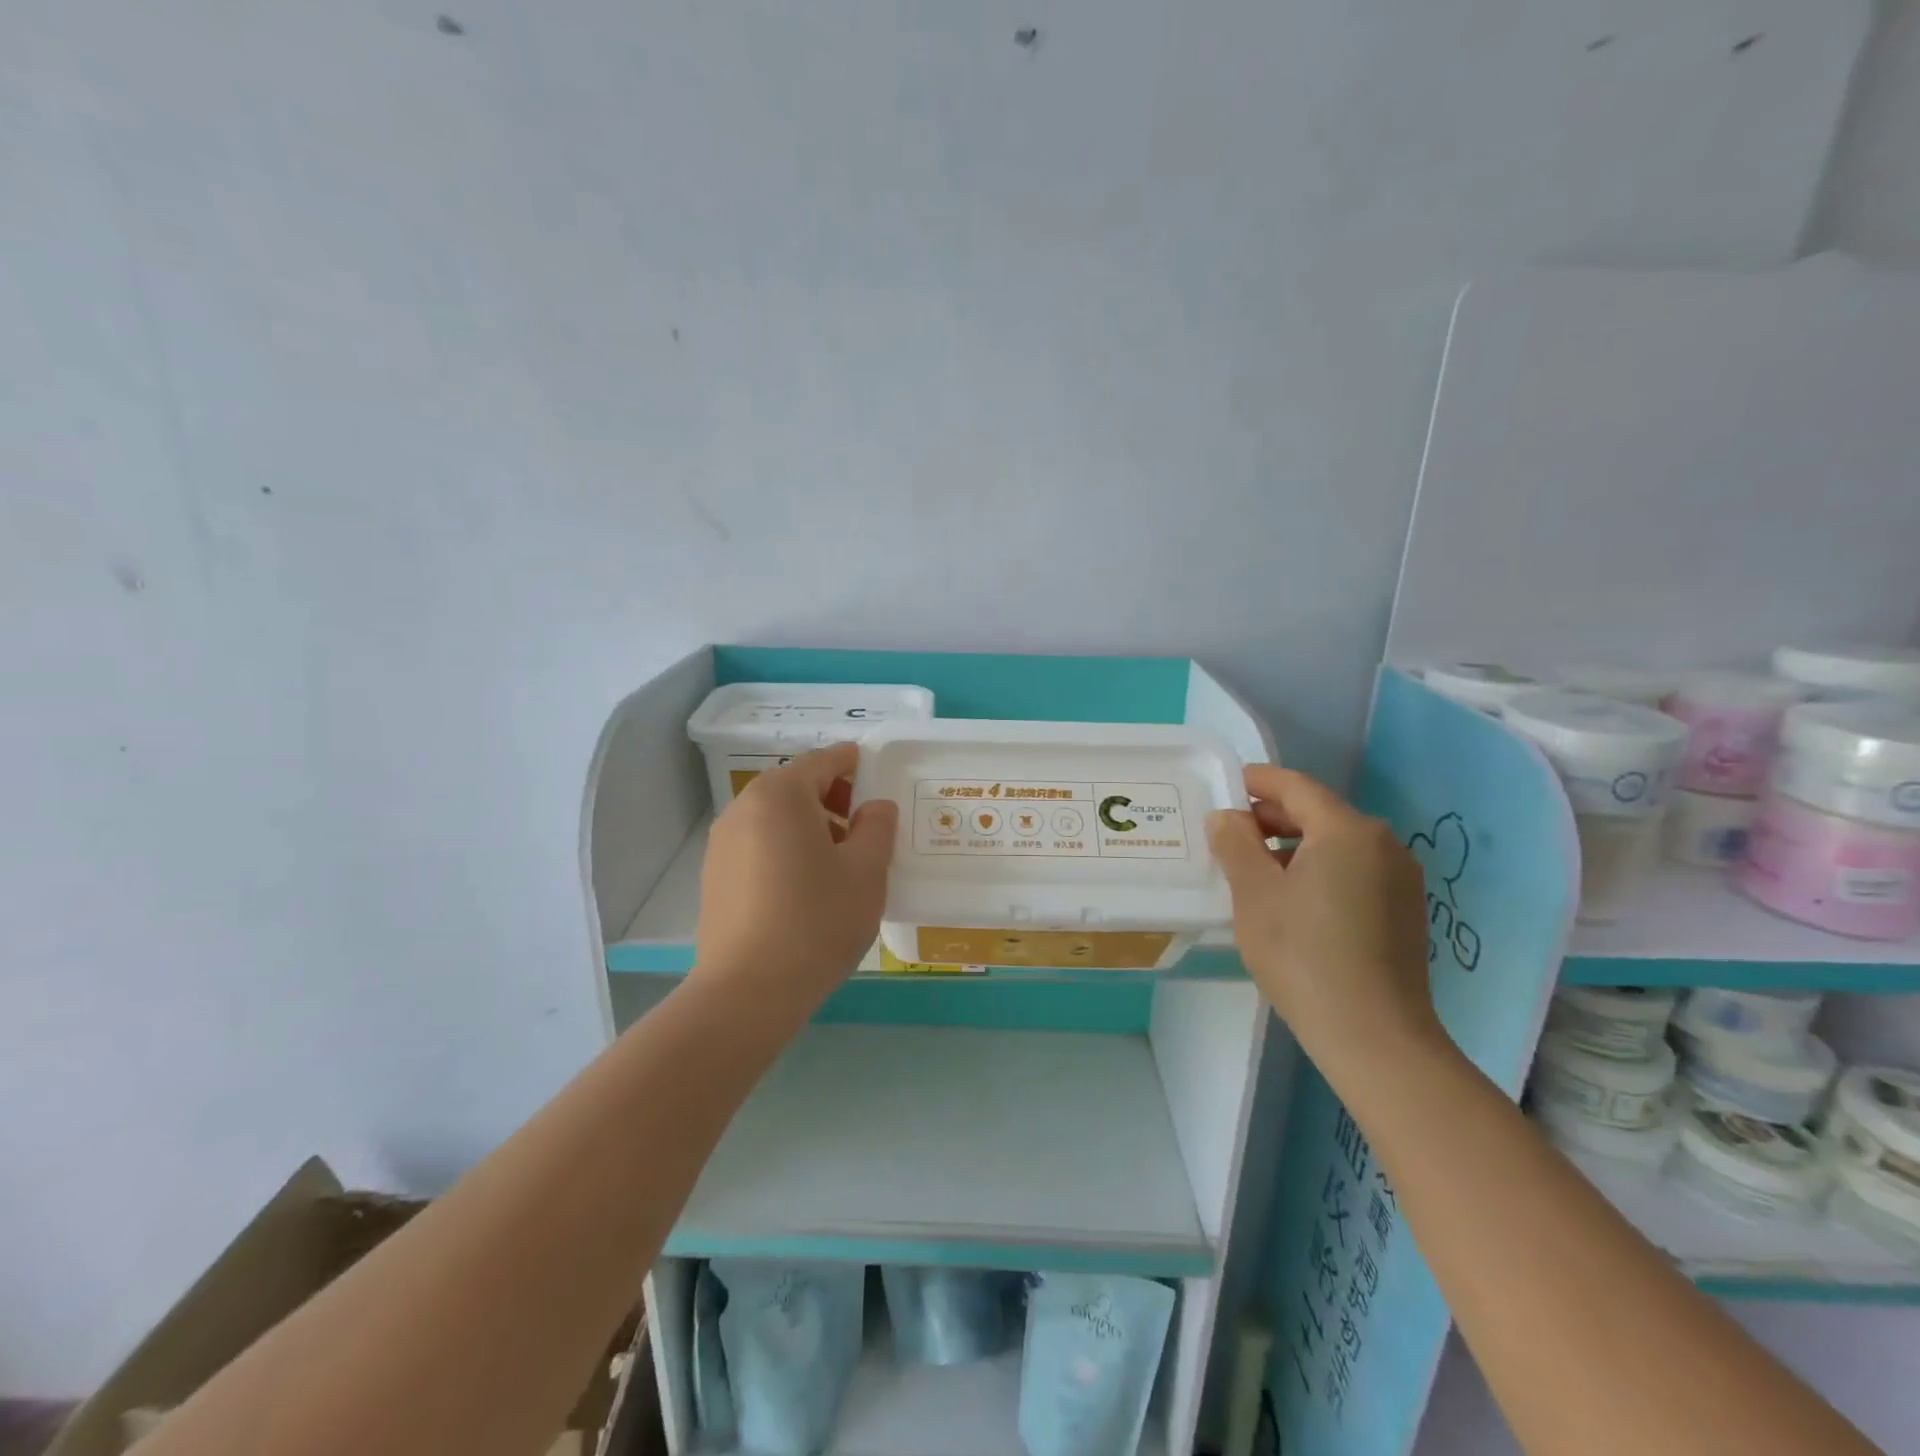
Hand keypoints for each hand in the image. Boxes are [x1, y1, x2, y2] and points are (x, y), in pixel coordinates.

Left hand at [694, 742, 898, 1011]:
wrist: (748, 991)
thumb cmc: (816, 920)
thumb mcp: (866, 871)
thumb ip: (877, 827)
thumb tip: (875, 807)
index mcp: (780, 795)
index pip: (822, 761)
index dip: (853, 763)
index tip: (876, 774)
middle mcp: (744, 808)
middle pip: (795, 787)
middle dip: (833, 798)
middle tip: (865, 828)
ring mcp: (722, 842)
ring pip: (775, 817)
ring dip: (809, 825)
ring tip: (838, 862)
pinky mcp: (714, 875)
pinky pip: (758, 844)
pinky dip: (785, 848)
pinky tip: (805, 887)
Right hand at [1207, 766, 1441, 1077]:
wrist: (1375, 1037)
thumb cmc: (1303, 955)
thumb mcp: (1254, 894)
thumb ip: (1235, 844)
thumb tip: (1228, 817)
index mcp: (1347, 830)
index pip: (1296, 787)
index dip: (1258, 781)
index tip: (1227, 785)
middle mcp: (1382, 844)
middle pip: (1319, 813)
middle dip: (1273, 817)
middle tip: (1231, 834)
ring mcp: (1400, 879)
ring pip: (1337, 844)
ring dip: (1294, 847)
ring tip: (1255, 870)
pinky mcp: (1405, 910)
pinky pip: (1354, 871)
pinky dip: (1320, 870)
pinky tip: (1293, 900)